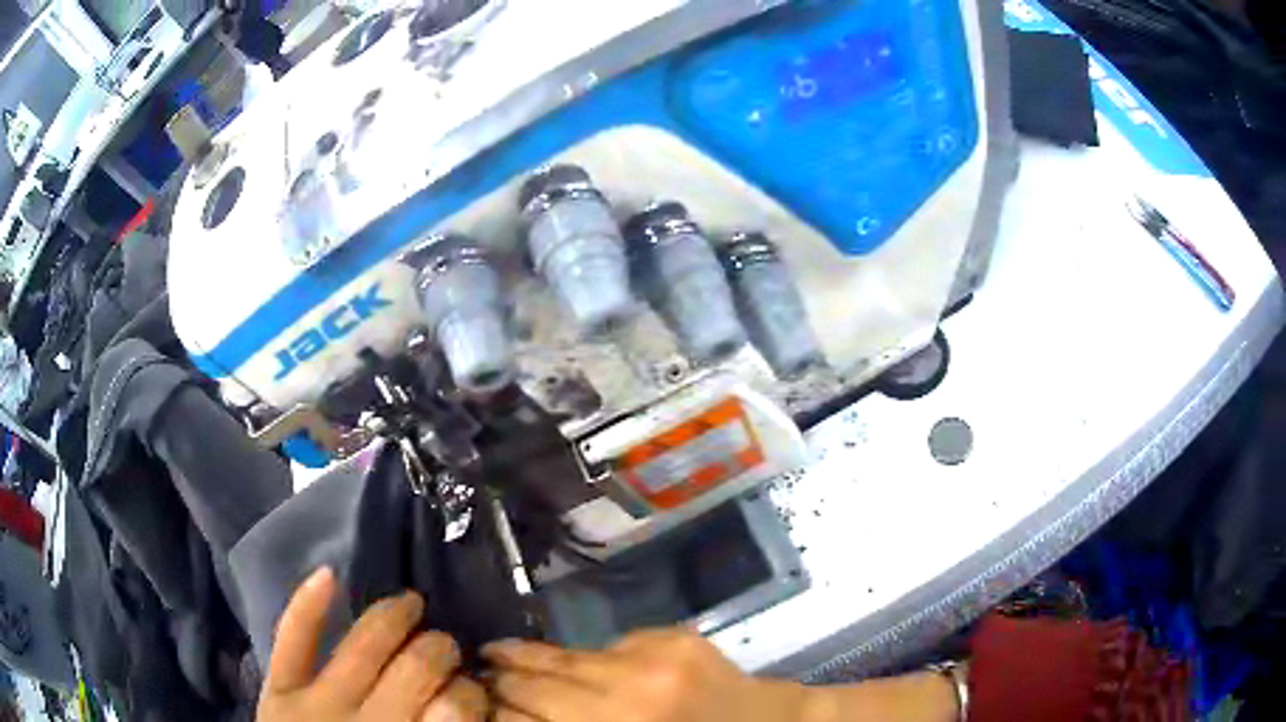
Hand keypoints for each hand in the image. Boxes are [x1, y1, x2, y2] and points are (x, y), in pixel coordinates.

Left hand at [258, 568, 487, 721]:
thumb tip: (461, 705)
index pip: (458, 708)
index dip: (472, 692)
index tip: (473, 690)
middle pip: (416, 668)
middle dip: (440, 649)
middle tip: (447, 648)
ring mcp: (316, 704)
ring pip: (363, 646)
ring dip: (393, 616)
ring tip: (411, 603)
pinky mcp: (277, 690)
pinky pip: (291, 639)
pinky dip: (308, 605)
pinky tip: (330, 574)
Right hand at [484, 627, 806, 721]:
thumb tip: (515, 715)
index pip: (527, 721)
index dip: (495, 711)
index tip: (475, 703)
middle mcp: (624, 702)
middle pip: (538, 685)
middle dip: (501, 680)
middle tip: (476, 672)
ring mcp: (651, 663)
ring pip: (566, 657)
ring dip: (527, 658)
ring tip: (497, 652)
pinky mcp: (672, 638)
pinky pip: (609, 645)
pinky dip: (586, 657)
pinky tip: (565, 659)